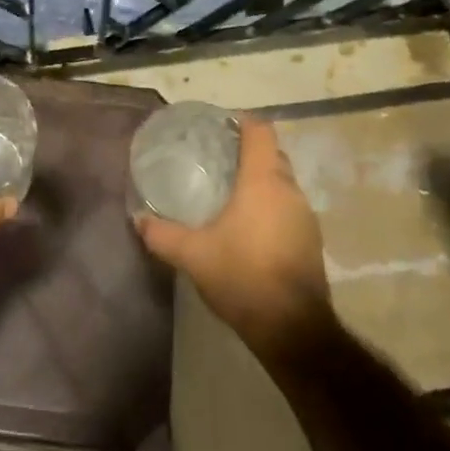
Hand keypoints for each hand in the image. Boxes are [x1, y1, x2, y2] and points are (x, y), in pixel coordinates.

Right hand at [134, 115, 332, 355]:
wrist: (292, 328)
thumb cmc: (242, 276)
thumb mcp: (193, 255)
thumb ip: (162, 234)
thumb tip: (138, 219)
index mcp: (264, 182)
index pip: (261, 131)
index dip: (241, 122)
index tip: (218, 126)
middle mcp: (290, 191)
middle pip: (272, 155)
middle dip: (247, 152)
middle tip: (215, 160)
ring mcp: (306, 216)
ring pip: (282, 184)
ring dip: (260, 182)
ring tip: (228, 192)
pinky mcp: (311, 240)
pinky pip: (288, 208)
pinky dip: (269, 207)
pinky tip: (247, 226)